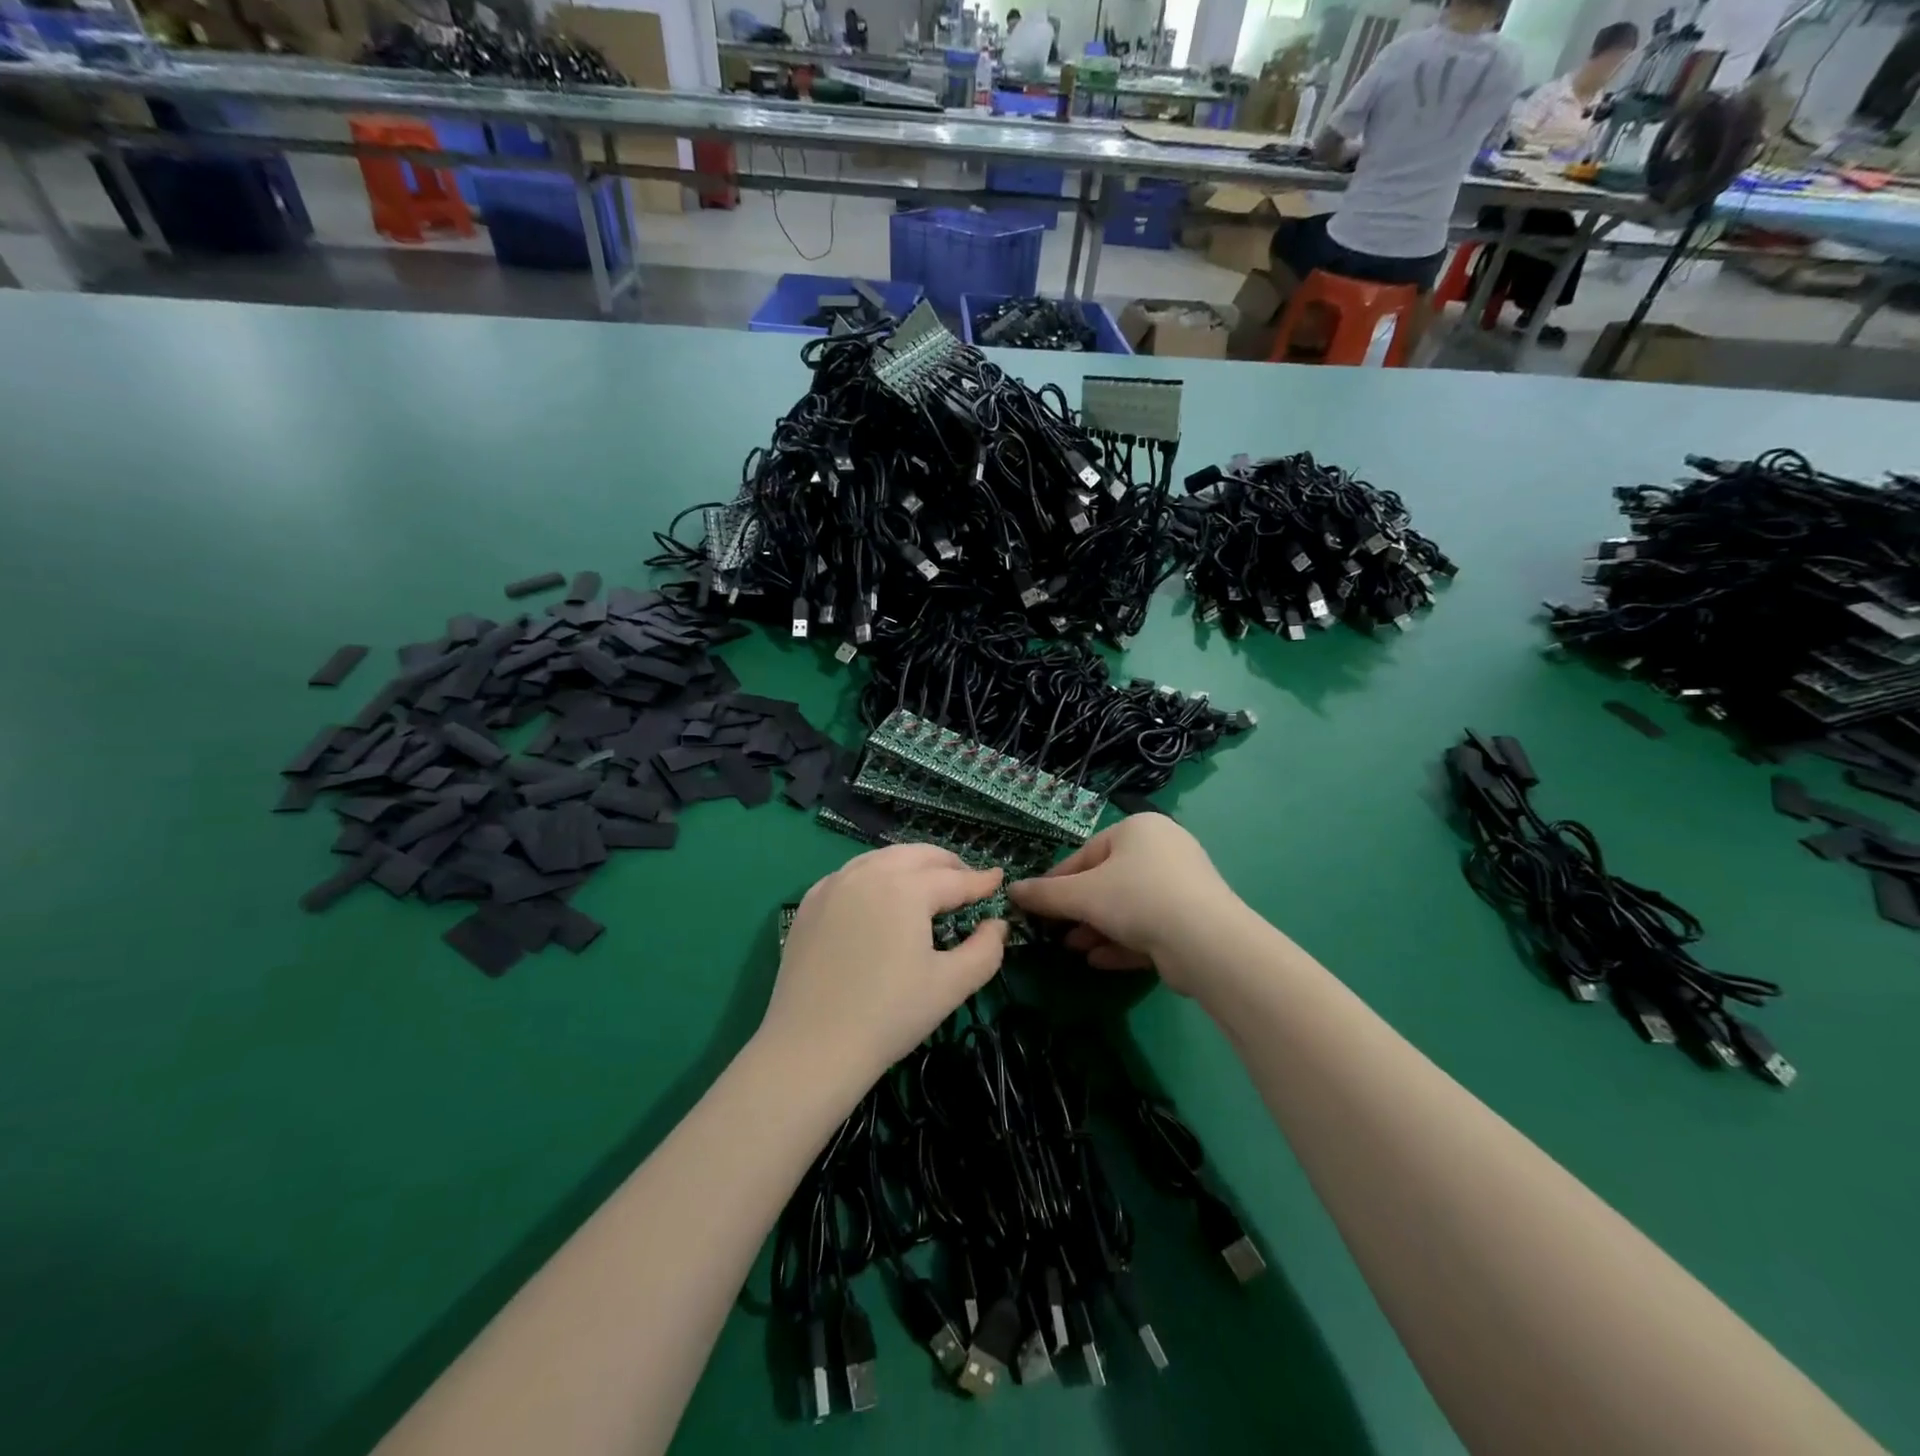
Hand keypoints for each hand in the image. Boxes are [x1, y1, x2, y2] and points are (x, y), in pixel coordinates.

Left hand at [763, 844, 1007, 1083]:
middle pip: (917, 855)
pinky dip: (875, 875)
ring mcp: (833, 885)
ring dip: (911, 864)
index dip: (981, 880)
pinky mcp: (810, 903)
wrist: (812, 1047)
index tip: (999, 878)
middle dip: (947, 863)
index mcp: (906, 888)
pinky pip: (851, 874)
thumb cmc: (889, 1015)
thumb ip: (986, 950)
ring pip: (882, 858)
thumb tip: (998, 924)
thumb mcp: (951, 985)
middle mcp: (869, 873)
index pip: (954, 879)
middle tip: (967, 881)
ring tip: (928, 884)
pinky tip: (880, 897)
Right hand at [1009, 814, 1239, 992]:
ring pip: (1128, 907)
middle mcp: (1163, 850)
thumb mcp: (1082, 895)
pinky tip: (1099, 960)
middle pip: (1108, 881)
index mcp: (1139, 829)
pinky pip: (1149, 927)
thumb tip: (1011, 890)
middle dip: (1079, 910)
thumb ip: (1045, 894)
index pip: (1086, 853)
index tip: (1036, 905)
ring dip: (1098, 928)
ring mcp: (1182, 886)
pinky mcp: (1193, 920)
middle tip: (1055, 931)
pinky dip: (1123, 942)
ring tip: (1074, 948)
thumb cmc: (1136, 898)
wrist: (1205, 941)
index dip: (1057, 881)